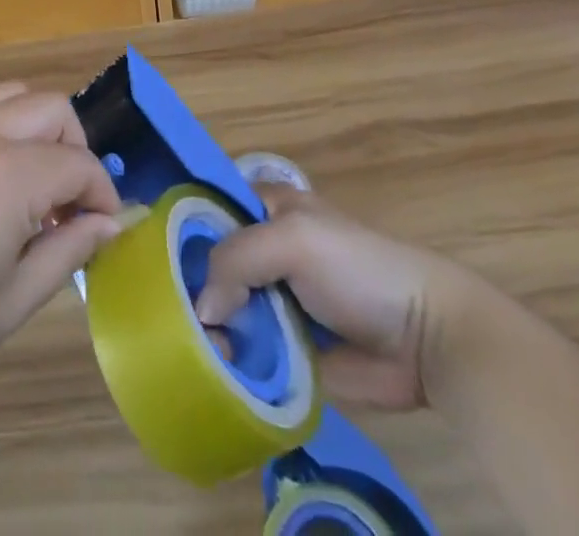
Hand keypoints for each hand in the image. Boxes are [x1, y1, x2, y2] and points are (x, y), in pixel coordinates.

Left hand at [0, 83, 120, 409]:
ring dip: (34, 129)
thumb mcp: (6, 306)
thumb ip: (66, 254)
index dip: (103, 194)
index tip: (104, 228)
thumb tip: (109, 224)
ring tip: (25, 187)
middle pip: (51, 107)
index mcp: (10, 174)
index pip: (80, 163)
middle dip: (75, 148)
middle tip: (66, 204)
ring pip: (9, 96)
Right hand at [192, 184, 476, 411]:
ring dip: (210, 329)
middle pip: (212, 262)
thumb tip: (202, 309)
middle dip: (192, 287)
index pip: (209, 208)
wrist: (425, 337)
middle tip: (169, 314)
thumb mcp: (293, 239)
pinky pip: (248, 351)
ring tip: (195, 350)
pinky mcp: (288, 348)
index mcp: (265, 208)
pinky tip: (215, 371)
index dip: (183, 229)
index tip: (153, 258)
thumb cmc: (357, 266)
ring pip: (225, 309)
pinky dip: (231, 361)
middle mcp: (264, 249)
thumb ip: (237, 258)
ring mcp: (275, 299)